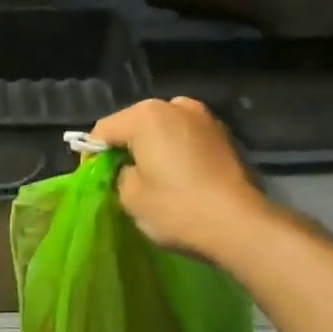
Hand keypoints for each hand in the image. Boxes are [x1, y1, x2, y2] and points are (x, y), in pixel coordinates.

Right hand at [89, 97, 265, 258]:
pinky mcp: (225, 136)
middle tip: (122, 178)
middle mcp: (175, 106)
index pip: (104, 130)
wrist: (239, 225)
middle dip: (126, 147)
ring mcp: (204, 118)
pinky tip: (179, 178)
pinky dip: (178, 152)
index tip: (95, 180)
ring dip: (154, 148)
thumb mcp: (130, 196)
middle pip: (135, 123)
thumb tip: (128, 169)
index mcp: (145, 115)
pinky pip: (187, 138)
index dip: (93, 155)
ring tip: (153, 178)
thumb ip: (119, 173)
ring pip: (164, 129)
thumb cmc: (176, 208)